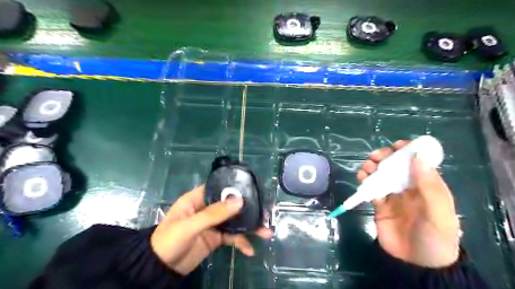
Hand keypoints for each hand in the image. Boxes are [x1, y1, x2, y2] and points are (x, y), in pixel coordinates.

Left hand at [150, 185, 272, 274]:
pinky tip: (250, 250)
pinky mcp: (216, 238)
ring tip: (265, 232)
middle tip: (264, 213)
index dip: (234, 188)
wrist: (160, 269)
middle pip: (230, 205)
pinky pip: (232, 237)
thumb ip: (213, 214)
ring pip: (234, 221)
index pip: (218, 187)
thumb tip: (239, 201)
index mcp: (197, 198)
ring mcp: (213, 223)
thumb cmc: (169, 240)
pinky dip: (241, 242)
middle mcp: (207, 208)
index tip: (252, 190)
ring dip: (249, 227)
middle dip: (247, 209)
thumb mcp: (190, 225)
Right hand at [359, 141, 457, 266]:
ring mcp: (393, 196)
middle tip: (376, 156)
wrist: (416, 264)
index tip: (397, 146)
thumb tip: (417, 156)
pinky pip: (371, 188)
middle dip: (385, 157)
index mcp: (427, 186)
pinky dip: (365, 181)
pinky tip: (361, 178)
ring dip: (372, 167)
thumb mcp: (438, 212)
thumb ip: (429, 185)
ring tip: (366, 168)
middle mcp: (409, 188)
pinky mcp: (379, 205)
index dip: (408, 151)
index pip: (417, 162)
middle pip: (395, 166)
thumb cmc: (434, 237)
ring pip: (381, 175)